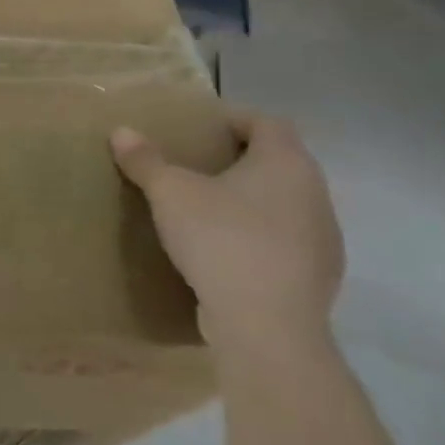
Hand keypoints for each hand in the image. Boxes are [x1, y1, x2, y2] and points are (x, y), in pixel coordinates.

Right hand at [111, 110, 342, 359]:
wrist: (267, 325)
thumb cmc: (221, 240)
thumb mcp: (170, 194)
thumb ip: (146, 161)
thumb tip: (121, 131)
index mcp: (286, 163)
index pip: (267, 122)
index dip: (235, 118)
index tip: (202, 126)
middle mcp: (315, 192)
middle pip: (279, 161)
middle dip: (240, 159)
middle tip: (198, 165)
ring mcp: (323, 237)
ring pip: (285, 202)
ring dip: (252, 199)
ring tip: (209, 209)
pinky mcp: (318, 275)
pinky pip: (286, 240)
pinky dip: (259, 235)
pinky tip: (227, 251)